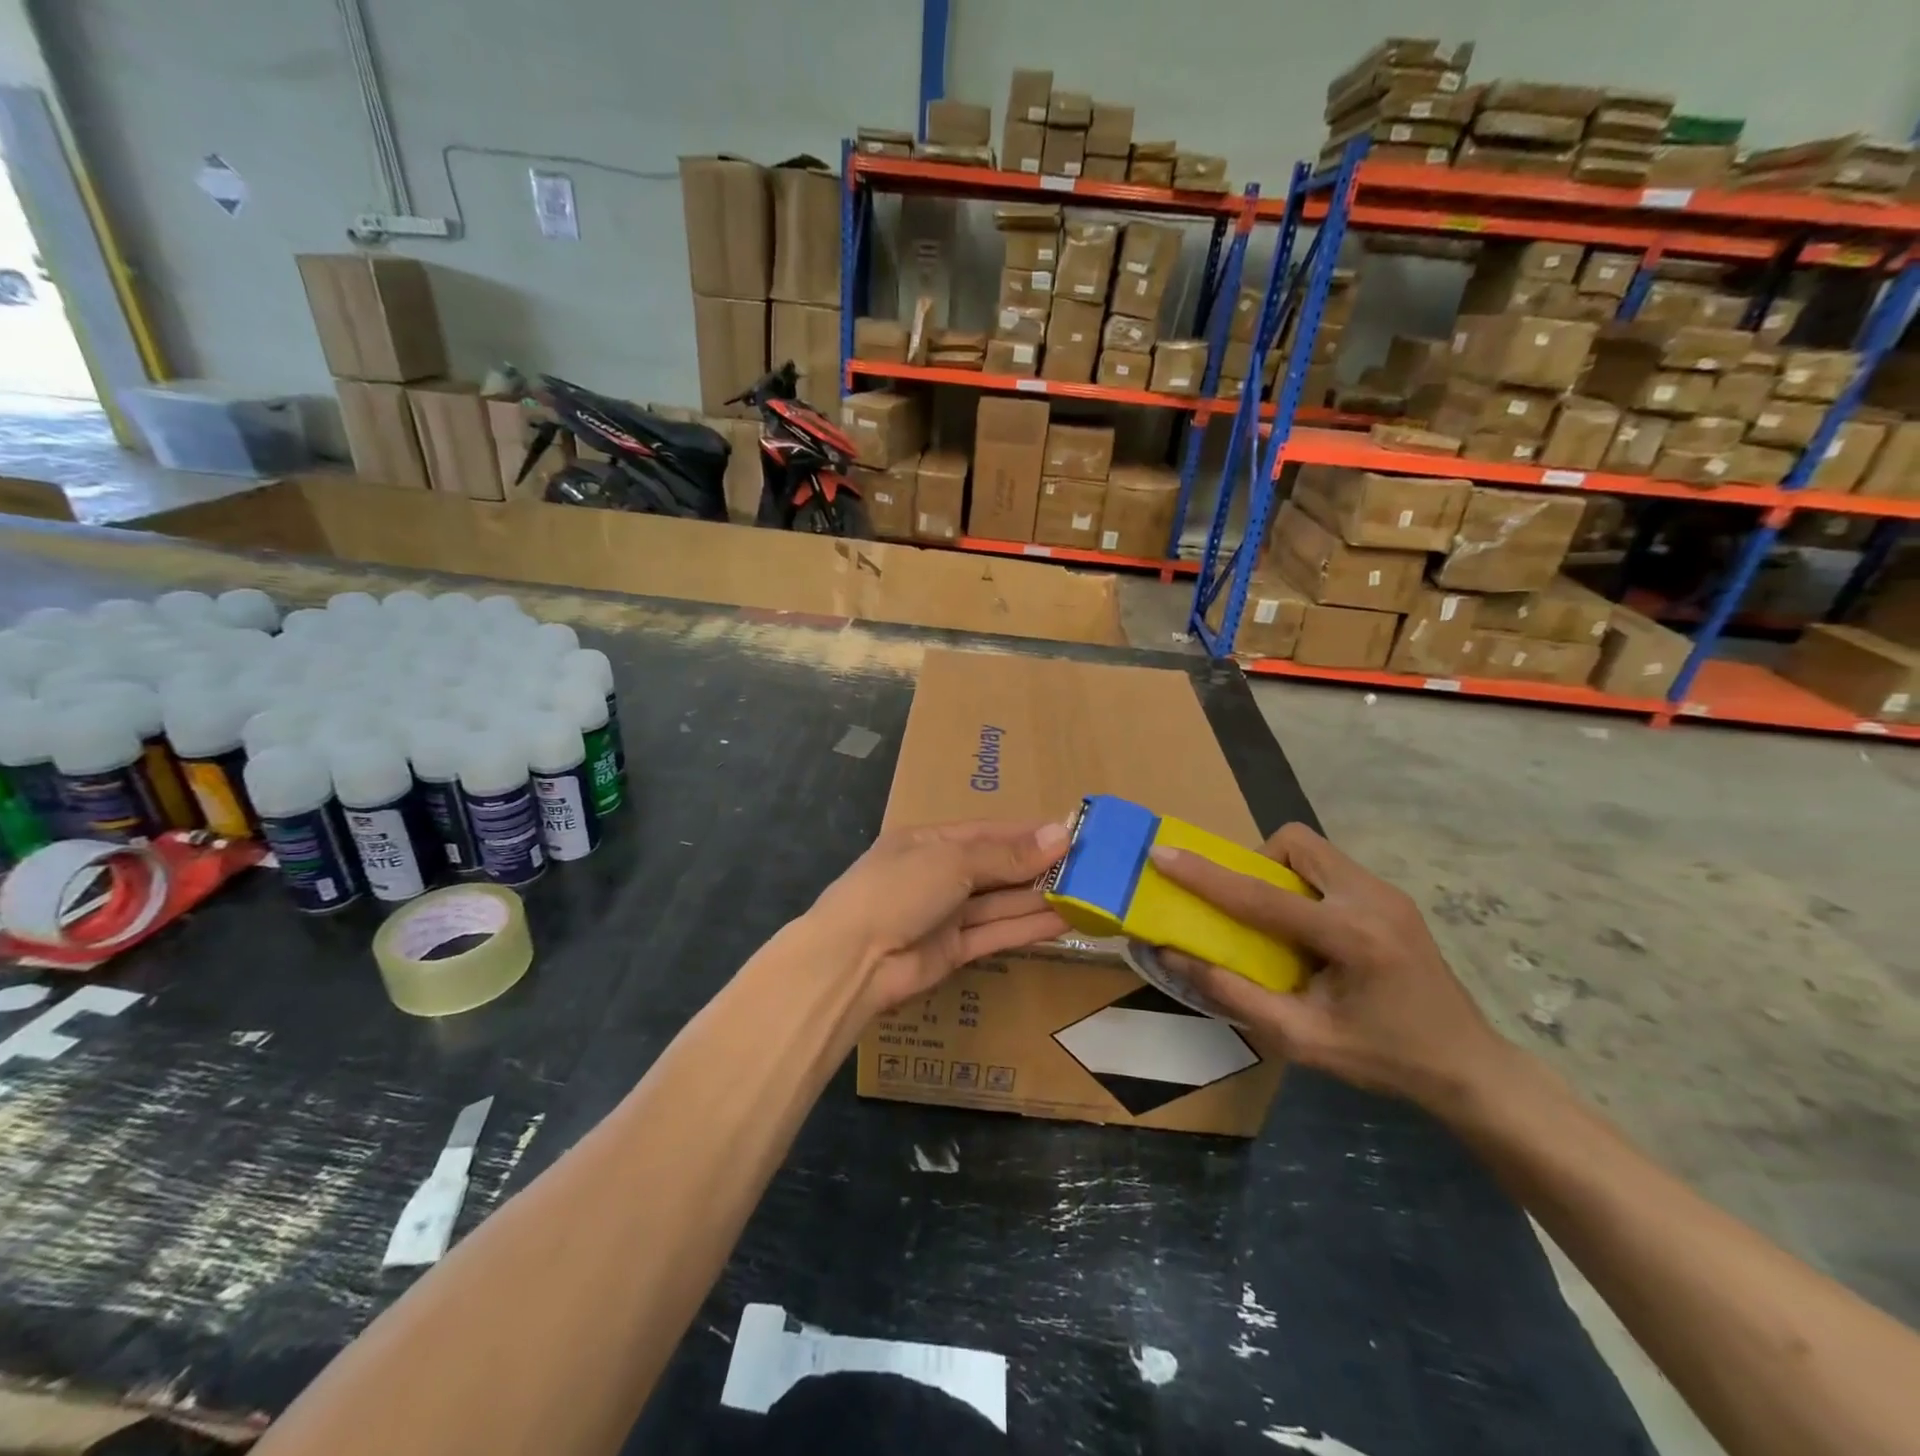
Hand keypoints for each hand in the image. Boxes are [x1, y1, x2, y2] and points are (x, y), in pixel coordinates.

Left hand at [809, 820, 1070, 1012]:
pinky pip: (997, 932)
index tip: (1071, 833)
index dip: (1029, 833)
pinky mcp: (955, 950)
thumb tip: (1060, 836)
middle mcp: (939, 873)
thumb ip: (1006, 855)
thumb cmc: (899, 890)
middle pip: (998, 867)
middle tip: (1091, 866)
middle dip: (1039, 866)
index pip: (989, 832)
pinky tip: (1065, 921)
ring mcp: (947, 913)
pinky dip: (1029, 927)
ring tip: (1088, 893)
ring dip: (1040, 897)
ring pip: (1002, 901)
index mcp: (930, 841)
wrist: (853, 960)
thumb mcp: (952, 862)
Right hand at [1148, 823, 1509, 1114]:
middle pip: (1295, 843)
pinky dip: (1303, 886)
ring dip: (1281, 874)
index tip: (1162, 853)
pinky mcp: (1392, 897)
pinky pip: (1330, 868)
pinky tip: (1311, 933)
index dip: (1205, 875)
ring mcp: (1388, 893)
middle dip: (1256, 864)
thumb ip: (1233, 994)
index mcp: (1352, 937)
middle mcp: (1373, 899)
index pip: (1262, 896)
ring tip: (1279, 924)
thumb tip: (1173, 955)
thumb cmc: (1385, 1059)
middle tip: (1248, 911)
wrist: (1470, 1068)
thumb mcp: (1302, 1039)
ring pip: (1313, 850)